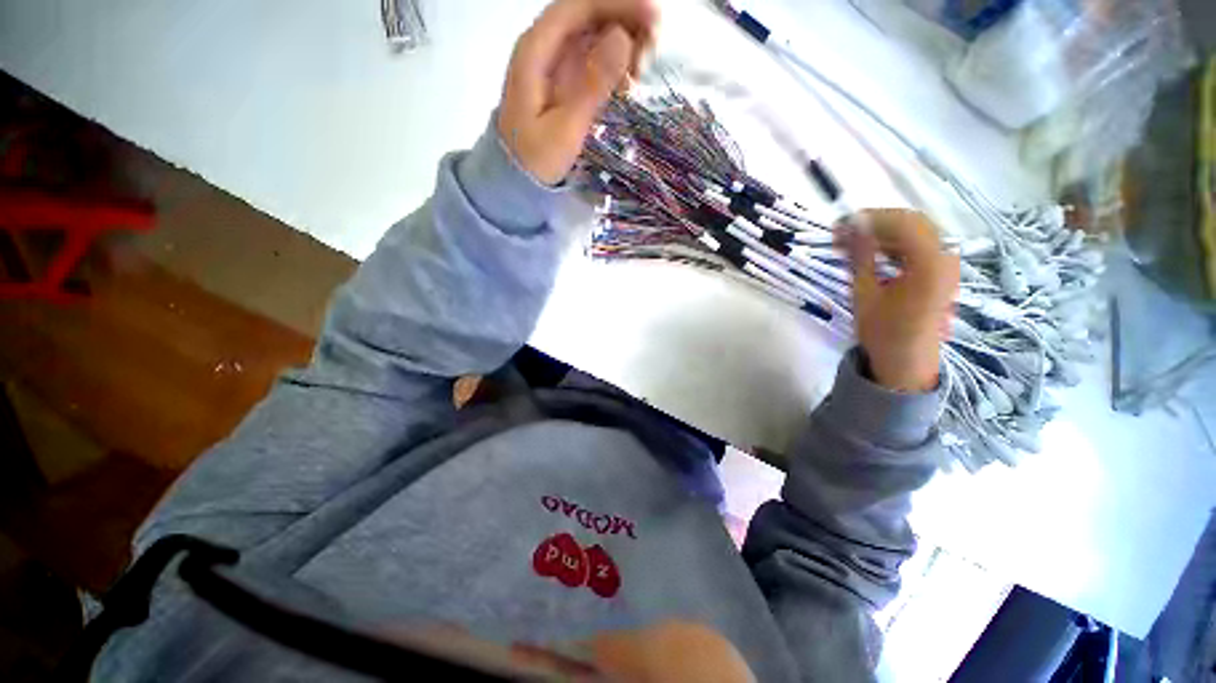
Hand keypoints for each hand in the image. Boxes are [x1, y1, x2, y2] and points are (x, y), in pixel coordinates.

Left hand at [499, 0, 658, 185]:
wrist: (517, 180)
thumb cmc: (536, 159)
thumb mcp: (565, 128)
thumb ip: (592, 85)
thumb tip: (623, 38)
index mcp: (537, 50)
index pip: (579, 6)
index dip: (619, 5)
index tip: (654, 18)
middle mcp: (546, 47)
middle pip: (589, 16)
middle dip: (626, 24)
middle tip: (653, 52)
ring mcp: (556, 65)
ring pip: (595, 36)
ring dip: (624, 45)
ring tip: (642, 71)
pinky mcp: (565, 83)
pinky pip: (594, 60)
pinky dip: (615, 66)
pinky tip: (628, 83)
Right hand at [841, 210, 959, 393]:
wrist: (906, 361)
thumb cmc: (883, 332)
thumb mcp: (864, 293)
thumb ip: (860, 257)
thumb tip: (850, 228)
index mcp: (930, 265)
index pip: (903, 222)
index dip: (870, 218)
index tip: (839, 224)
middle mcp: (946, 257)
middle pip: (913, 222)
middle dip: (877, 222)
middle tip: (843, 232)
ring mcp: (947, 263)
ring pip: (916, 231)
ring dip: (884, 232)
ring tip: (853, 242)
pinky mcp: (942, 270)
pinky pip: (919, 245)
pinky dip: (894, 243)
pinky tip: (873, 251)